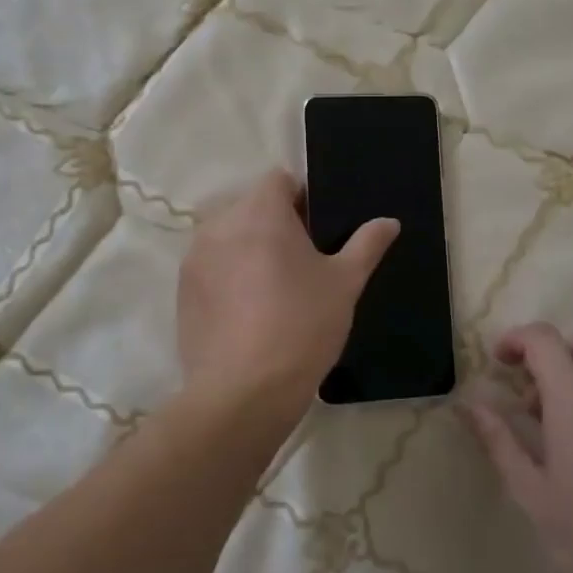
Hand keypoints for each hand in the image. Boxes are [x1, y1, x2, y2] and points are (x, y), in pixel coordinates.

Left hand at [177, 170, 398, 423]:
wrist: (244, 392)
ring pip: (229, 237)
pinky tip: (248, 311)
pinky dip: (228, 275)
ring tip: (273, 289)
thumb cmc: (302, 326)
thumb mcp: (345, 284)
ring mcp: (195, 258)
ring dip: (249, 248)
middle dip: (274, 224)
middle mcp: (220, 224)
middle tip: (302, 263)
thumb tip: (389, 221)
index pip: (278, 180)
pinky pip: (211, 267)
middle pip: (251, 207)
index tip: (318, 230)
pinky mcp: (182, 291)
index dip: (301, 197)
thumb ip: (367, 244)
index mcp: (260, 212)